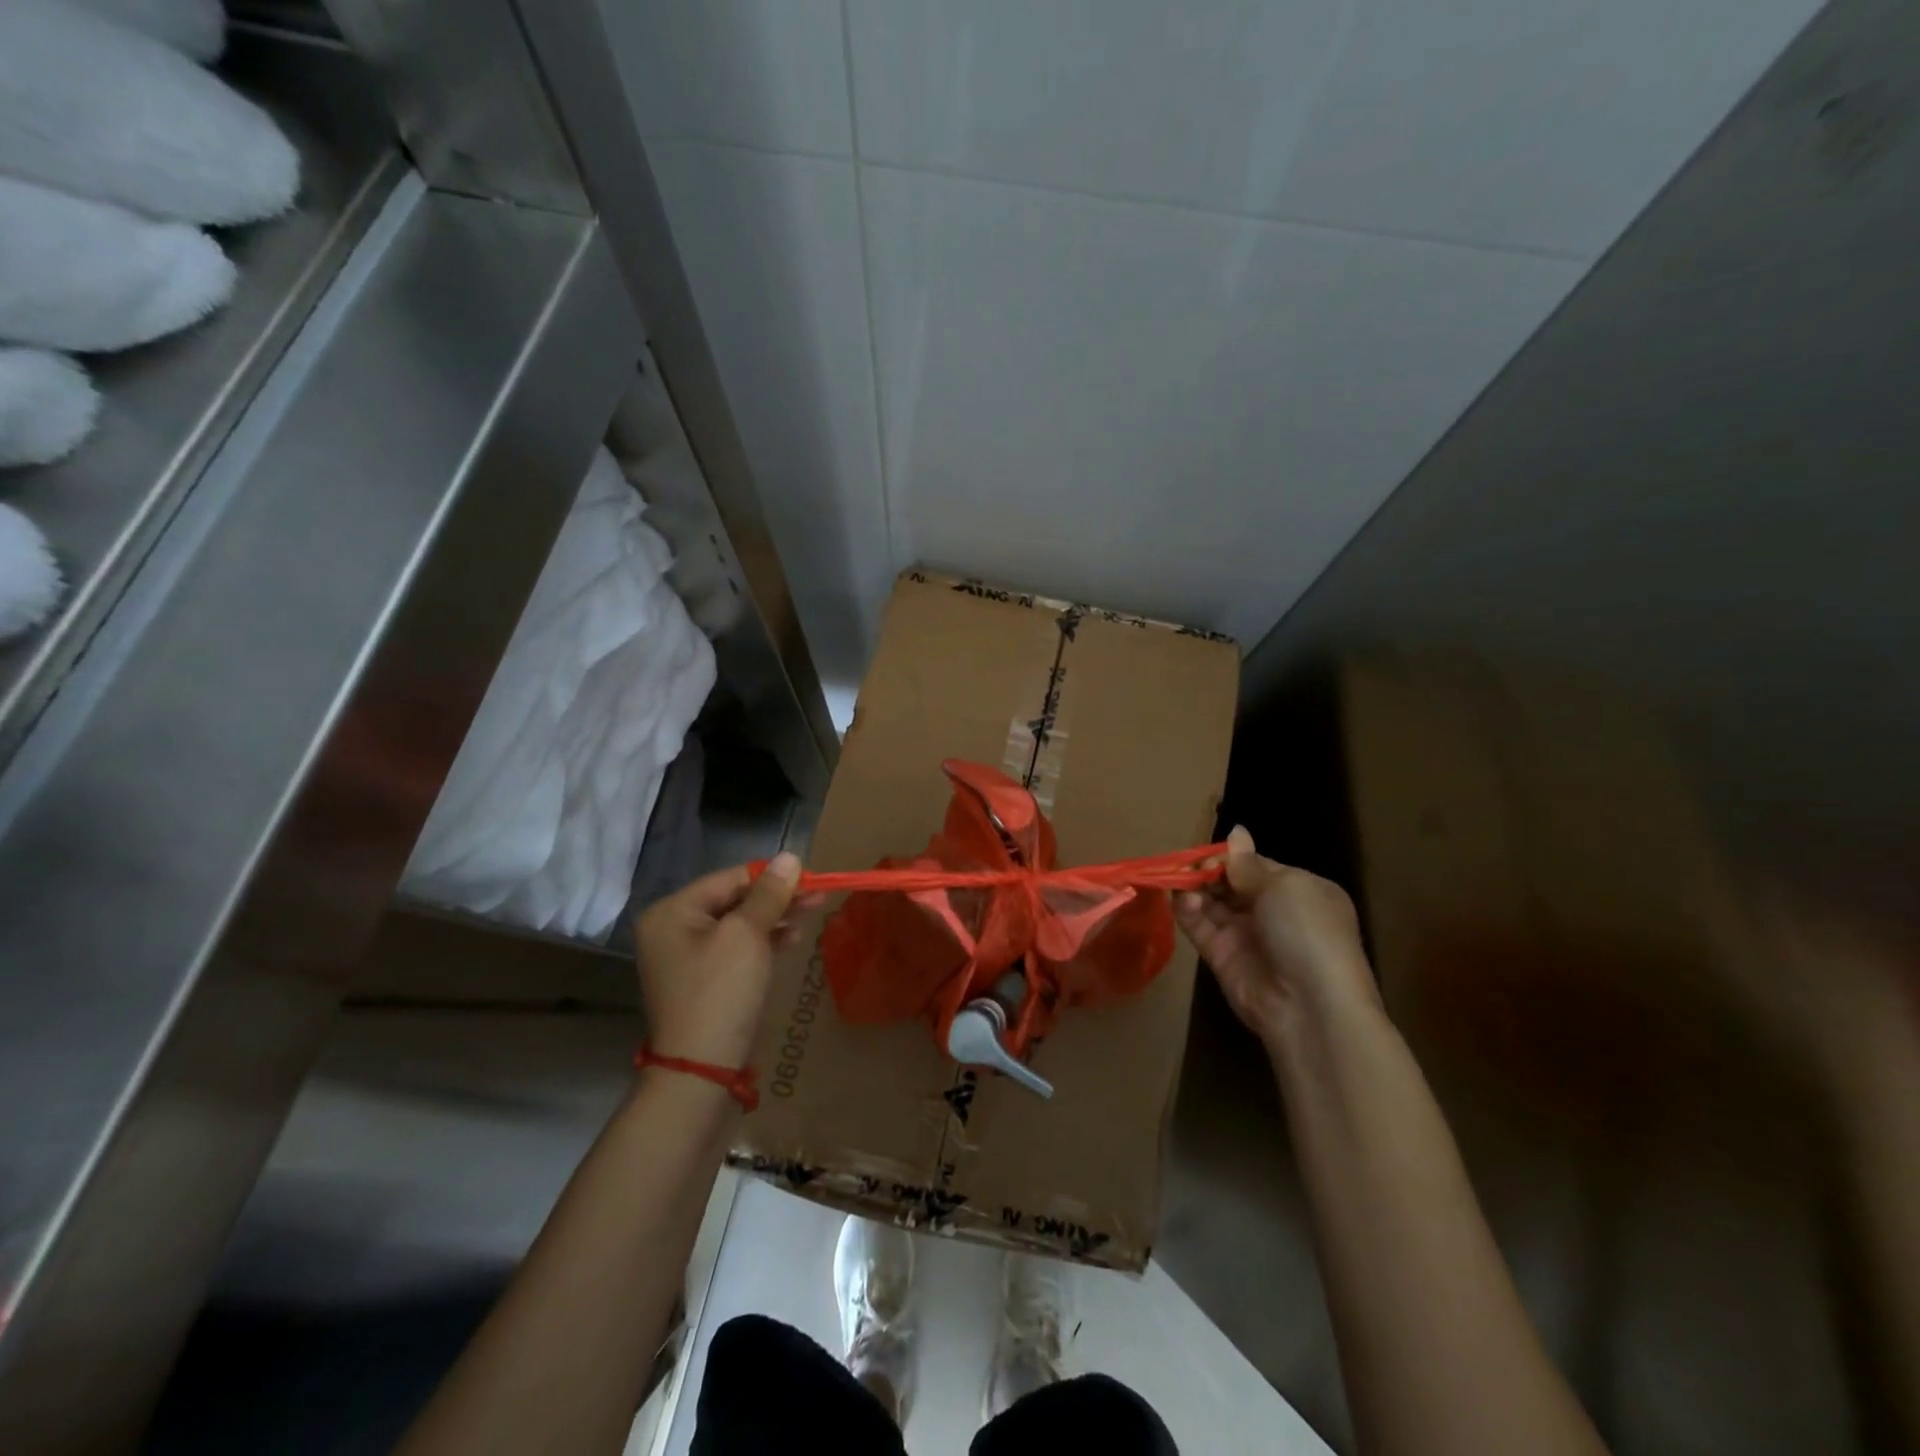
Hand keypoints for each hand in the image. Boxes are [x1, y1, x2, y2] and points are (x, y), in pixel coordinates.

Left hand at [634, 853, 802, 1067]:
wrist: (701, 1069)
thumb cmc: (721, 991)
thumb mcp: (747, 935)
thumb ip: (769, 894)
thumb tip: (789, 857)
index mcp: (672, 911)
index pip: (731, 878)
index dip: (773, 876)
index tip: (811, 877)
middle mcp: (673, 928)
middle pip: (735, 899)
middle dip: (777, 897)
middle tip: (819, 895)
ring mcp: (687, 956)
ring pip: (739, 924)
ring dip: (775, 918)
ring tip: (812, 914)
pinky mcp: (704, 979)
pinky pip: (737, 948)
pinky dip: (764, 941)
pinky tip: (791, 939)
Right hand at [1174, 825, 1379, 1049]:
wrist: (1310, 1006)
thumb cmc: (1307, 932)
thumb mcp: (1285, 886)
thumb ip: (1249, 863)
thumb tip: (1236, 832)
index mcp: (1299, 891)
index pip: (1256, 865)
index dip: (1230, 857)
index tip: (1208, 854)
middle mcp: (1273, 912)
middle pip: (1230, 883)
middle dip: (1208, 872)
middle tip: (1188, 867)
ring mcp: (1246, 935)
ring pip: (1211, 903)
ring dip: (1195, 889)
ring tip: (1182, 883)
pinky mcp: (1223, 957)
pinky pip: (1200, 927)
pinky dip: (1188, 912)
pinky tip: (1184, 901)